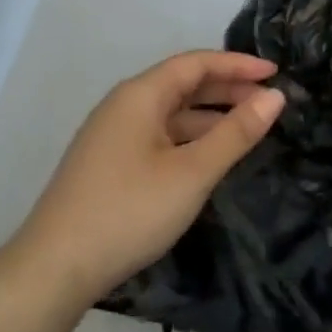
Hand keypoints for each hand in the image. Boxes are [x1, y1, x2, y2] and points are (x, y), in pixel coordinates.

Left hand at [6, 51, 285, 309]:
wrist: (55, 267)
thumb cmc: (129, 211)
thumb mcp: (192, 172)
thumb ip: (236, 132)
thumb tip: (275, 96)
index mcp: (140, 96)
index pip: (196, 63)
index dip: (238, 64)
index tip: (276, 73)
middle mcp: (123, 106)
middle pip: (182, 84)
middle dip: (227, 88)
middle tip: (269, 101)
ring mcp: (113, 135)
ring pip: (171, 113)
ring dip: (210, 115)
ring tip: (249, 128)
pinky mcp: (110, 163)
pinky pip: (159, 135)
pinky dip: (190, 137)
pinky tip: (209, 156)